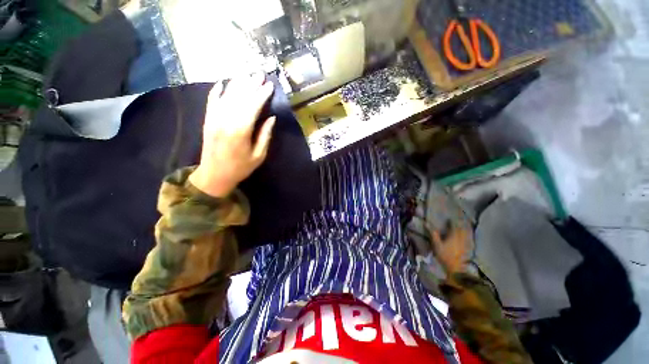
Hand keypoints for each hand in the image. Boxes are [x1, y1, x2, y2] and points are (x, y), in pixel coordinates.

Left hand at [189, 75, 275, 197]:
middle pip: (240, 97)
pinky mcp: (208, 120)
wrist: (214, 175)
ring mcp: (214, 119)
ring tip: (247, 75)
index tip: (269, 85)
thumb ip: (265, 135)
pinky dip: (217, 91)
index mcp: (241, 131)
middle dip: (251, 84)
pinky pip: (212, 101)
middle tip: (260, 74)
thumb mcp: (259, 155)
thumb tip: (271, 118)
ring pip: (226, 96)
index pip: (253, 106)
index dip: (262, 94)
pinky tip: (223, 83)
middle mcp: (226, 120)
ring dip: (237, 84)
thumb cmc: (240, 167)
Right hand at [428, 223, 471, 274]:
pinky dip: (465, 238)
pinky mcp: (465, 249)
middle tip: (457, 222)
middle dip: (459, 225)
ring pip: (465, 235)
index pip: (453, 226)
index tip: (449, 219)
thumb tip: (426, 223)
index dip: (451, 222)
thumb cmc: (444, 255)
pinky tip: (465, 239)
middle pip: (461, 229)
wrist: (455, 268)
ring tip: (461, 228)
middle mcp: (460, 238)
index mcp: (453, 235)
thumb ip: (433, 233)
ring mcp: (464, 244)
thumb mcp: (436, 243)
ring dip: (463, 230)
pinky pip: (467, 241)